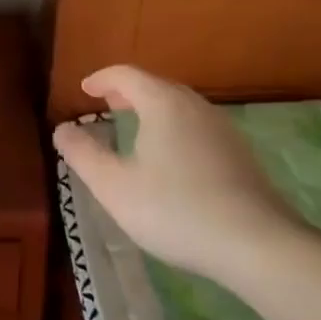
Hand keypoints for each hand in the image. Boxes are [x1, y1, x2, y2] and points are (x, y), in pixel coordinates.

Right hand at [52, 65, 303, 279]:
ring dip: (152, 109)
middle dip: (128, 92)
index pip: (126, 75)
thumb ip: (83, 154)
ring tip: (135, 127)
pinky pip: (196, 126)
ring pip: (179, 106)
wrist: (258, 244)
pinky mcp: (239, 154)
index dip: (102, 78)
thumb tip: (63, 128)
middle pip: (156, 86)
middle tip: (107, 104)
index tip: (84, 89)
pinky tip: (171, 158)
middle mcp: (194, 106)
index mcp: (163, 104)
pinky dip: (174, 127)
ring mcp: (222, 128)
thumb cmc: (176, 209)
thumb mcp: (114, 187)